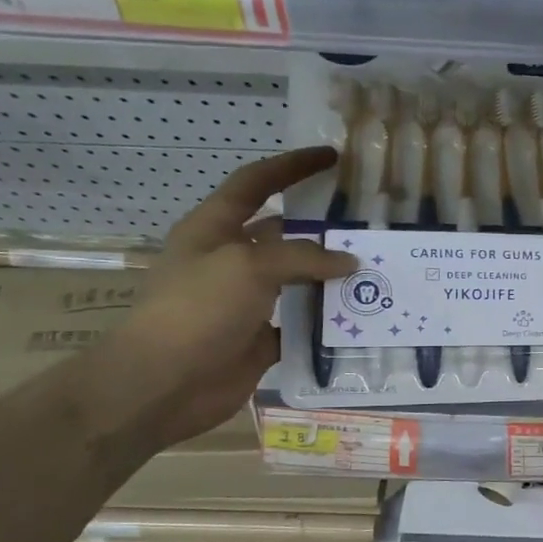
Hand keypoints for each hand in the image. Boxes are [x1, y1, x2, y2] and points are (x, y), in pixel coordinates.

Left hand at [89, 147, 355, 447]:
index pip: (256, 183)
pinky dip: (329, 320)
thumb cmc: (196, 310)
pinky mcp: (261, 337)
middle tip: (370, 224)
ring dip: (333, 277)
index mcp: (214, 230)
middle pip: (285, 234)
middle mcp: (232, 260)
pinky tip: (362, 316)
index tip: (332, 157)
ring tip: (379, 270)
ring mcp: (247, 301)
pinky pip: (303, 322)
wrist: (163, 384)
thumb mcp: (248, 266)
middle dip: (324, 228)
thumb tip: (349, 262)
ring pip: (299, 280)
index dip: (292, 166)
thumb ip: (303, 257)